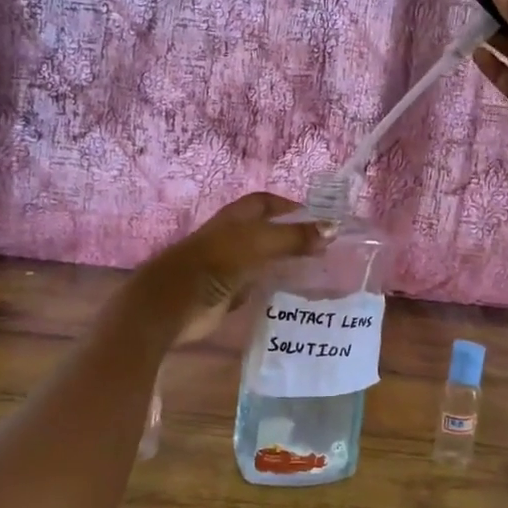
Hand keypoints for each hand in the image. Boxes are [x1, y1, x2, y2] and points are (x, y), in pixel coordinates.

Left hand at [137, 192, 327, 342]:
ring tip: (319, 268)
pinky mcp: (229, 292)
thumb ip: (294, 236)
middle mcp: (232, 237)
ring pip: (264, 258)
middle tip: (325, 246)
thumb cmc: (216, 262)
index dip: (290, 206)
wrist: (174, 304)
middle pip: (267, 230)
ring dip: (286, 261)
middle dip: (293, 235)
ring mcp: (230, 265)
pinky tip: (295, 290)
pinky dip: (275, 284)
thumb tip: (332, 229)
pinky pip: (258, 284)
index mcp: (235, 218)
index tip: (319, 218)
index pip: (266, 203)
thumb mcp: (259, 243)